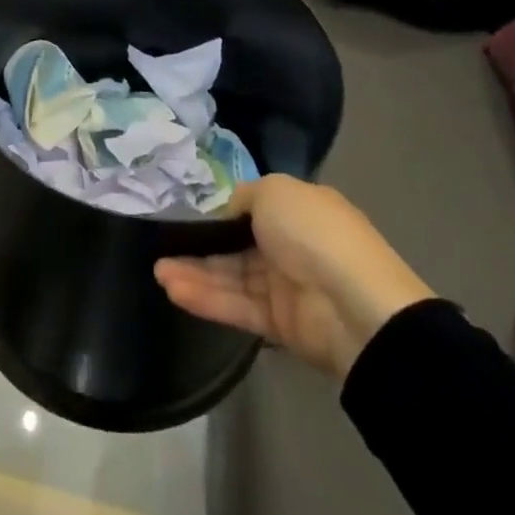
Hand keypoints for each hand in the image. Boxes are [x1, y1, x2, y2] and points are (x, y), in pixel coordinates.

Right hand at [154, 176, 435, 381]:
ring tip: (158, 272)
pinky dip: (206, 298)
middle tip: (162, 247)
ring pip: (232, 277)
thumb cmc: (314, 234)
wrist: (357, 308)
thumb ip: (245, 197)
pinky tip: (174, 290)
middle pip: (237, 245)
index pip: (253, 208)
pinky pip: (237, 306)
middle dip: (200, 245)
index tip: (187, 214)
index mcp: (301, 210)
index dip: (221, 212)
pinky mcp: (279, 324)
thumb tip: (230, 212)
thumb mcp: (275, 191)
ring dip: (195, 273)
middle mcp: (293, 246)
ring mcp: (286, 287)